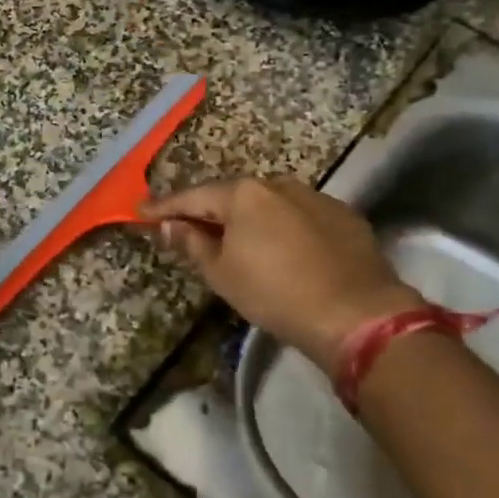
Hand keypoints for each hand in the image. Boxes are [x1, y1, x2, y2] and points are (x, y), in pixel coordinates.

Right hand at [143, 177, 422, 368]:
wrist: (356, 313)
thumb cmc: (275, 293)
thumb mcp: (222, 273)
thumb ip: (192, 243)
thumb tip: (168, 225)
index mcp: (243, 194)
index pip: (193, 197)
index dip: (164, 206)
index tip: (142, 212)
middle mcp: (277, 184)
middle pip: (231, 195)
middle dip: (207, 210)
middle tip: (186, 226)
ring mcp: (314, 197)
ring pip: (268, 203)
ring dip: (247, 218)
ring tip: (234, 238)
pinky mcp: (343, 215)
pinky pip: (298, 215)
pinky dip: (280, 227)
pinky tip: (281, 248)